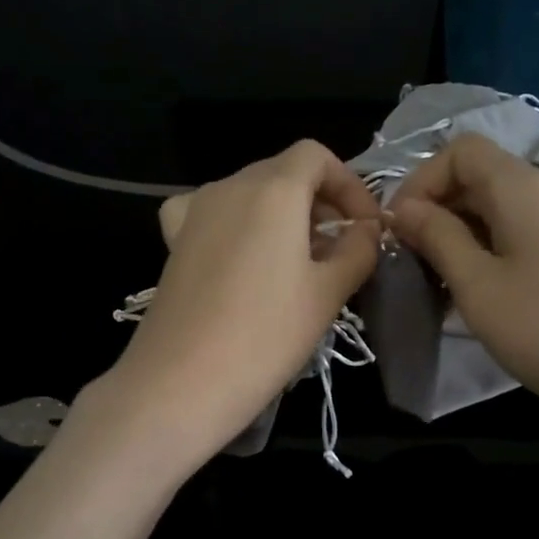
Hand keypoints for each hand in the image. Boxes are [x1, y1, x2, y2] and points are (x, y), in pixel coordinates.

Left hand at [102, 140, 381, 466]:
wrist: (181, 383)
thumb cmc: (265, 336)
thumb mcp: (328, 293)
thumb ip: (357, 250)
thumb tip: (366, 230)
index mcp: (273, 189)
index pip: (316, 156)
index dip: (348, 184)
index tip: (365, 227)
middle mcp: (229, 187)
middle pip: (282, 172)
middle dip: (319, 202)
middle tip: (340, 250)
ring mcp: (194, 212)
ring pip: (249, 193)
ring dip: (281, 215)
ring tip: (299, 261)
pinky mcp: (173, 241)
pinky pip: (210, 212)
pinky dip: (236, 222)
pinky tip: (242, 255)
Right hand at [389, 134, 538, 434]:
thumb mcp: (478, 285)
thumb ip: (437, 237)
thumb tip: (404, 208)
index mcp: (522, 187)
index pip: (460, 149)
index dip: (421, 181)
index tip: (401, 229)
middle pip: (483, 175)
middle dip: (440, 210)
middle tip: (417, 261)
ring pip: (505, 207)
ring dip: (467, 233)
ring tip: (448, 282)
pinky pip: (531, 230)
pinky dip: (498, 248)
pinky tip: (492, 292)